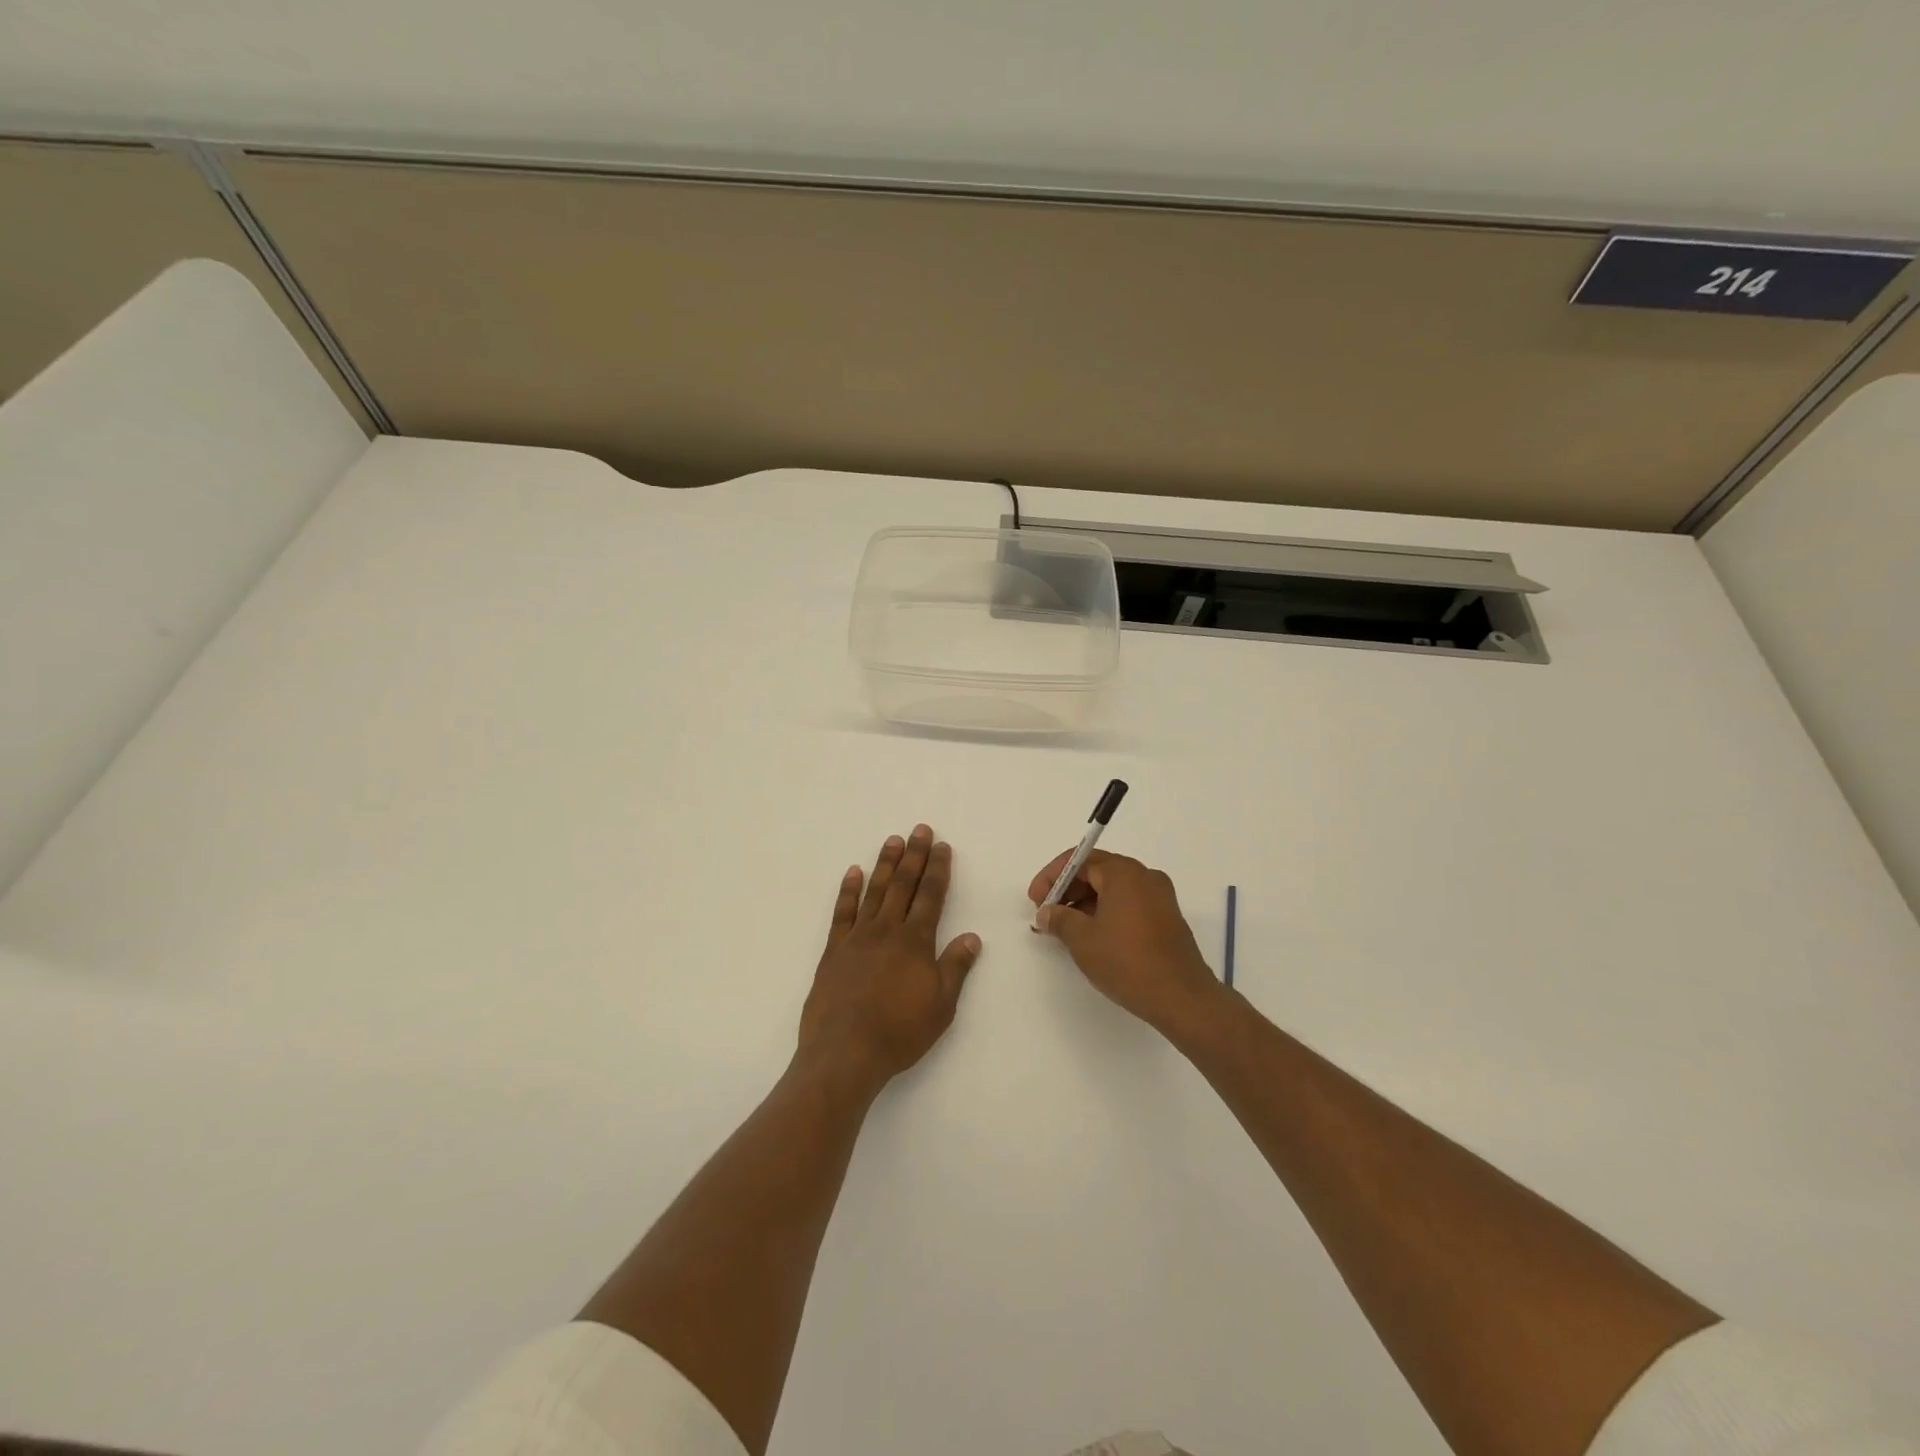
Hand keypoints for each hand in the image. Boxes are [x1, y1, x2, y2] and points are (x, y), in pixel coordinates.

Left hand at [799, 825, 980, 1097]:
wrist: (845, 1052)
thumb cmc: (899, 1032)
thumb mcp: (941, 1006)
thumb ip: (955, 968)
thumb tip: (972, 937)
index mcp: (916, 941)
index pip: (931, 896)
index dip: (938, 869)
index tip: (942, 846)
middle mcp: (887, 930)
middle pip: (903, 885)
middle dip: (914, 855)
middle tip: (920, 829)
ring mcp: (857, 937)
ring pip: (874, 891)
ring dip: (885, 864)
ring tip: (893, 840)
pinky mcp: (834, 950)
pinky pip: (842, 912)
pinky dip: (848, 890)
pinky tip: (853, 872)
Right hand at [1028, 850, 1223, 1036]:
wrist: (1182, 998)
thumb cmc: (1127, 961)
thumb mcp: (1083, 939)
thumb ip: (1059, 919)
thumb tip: (1047, 912)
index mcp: (1124, 872)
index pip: (1080, 860)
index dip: (1052, 876)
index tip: (1035, 900)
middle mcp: (1145, 877)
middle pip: (1098, 872)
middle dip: (1068, 890)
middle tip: (1047, 914)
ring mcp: (1160, 897)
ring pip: (1113, 890)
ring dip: (1085, 904)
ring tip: (1065, 930)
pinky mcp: (1166, 918)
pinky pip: (1128, 904)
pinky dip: (1106, 913)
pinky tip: (1092, 937)